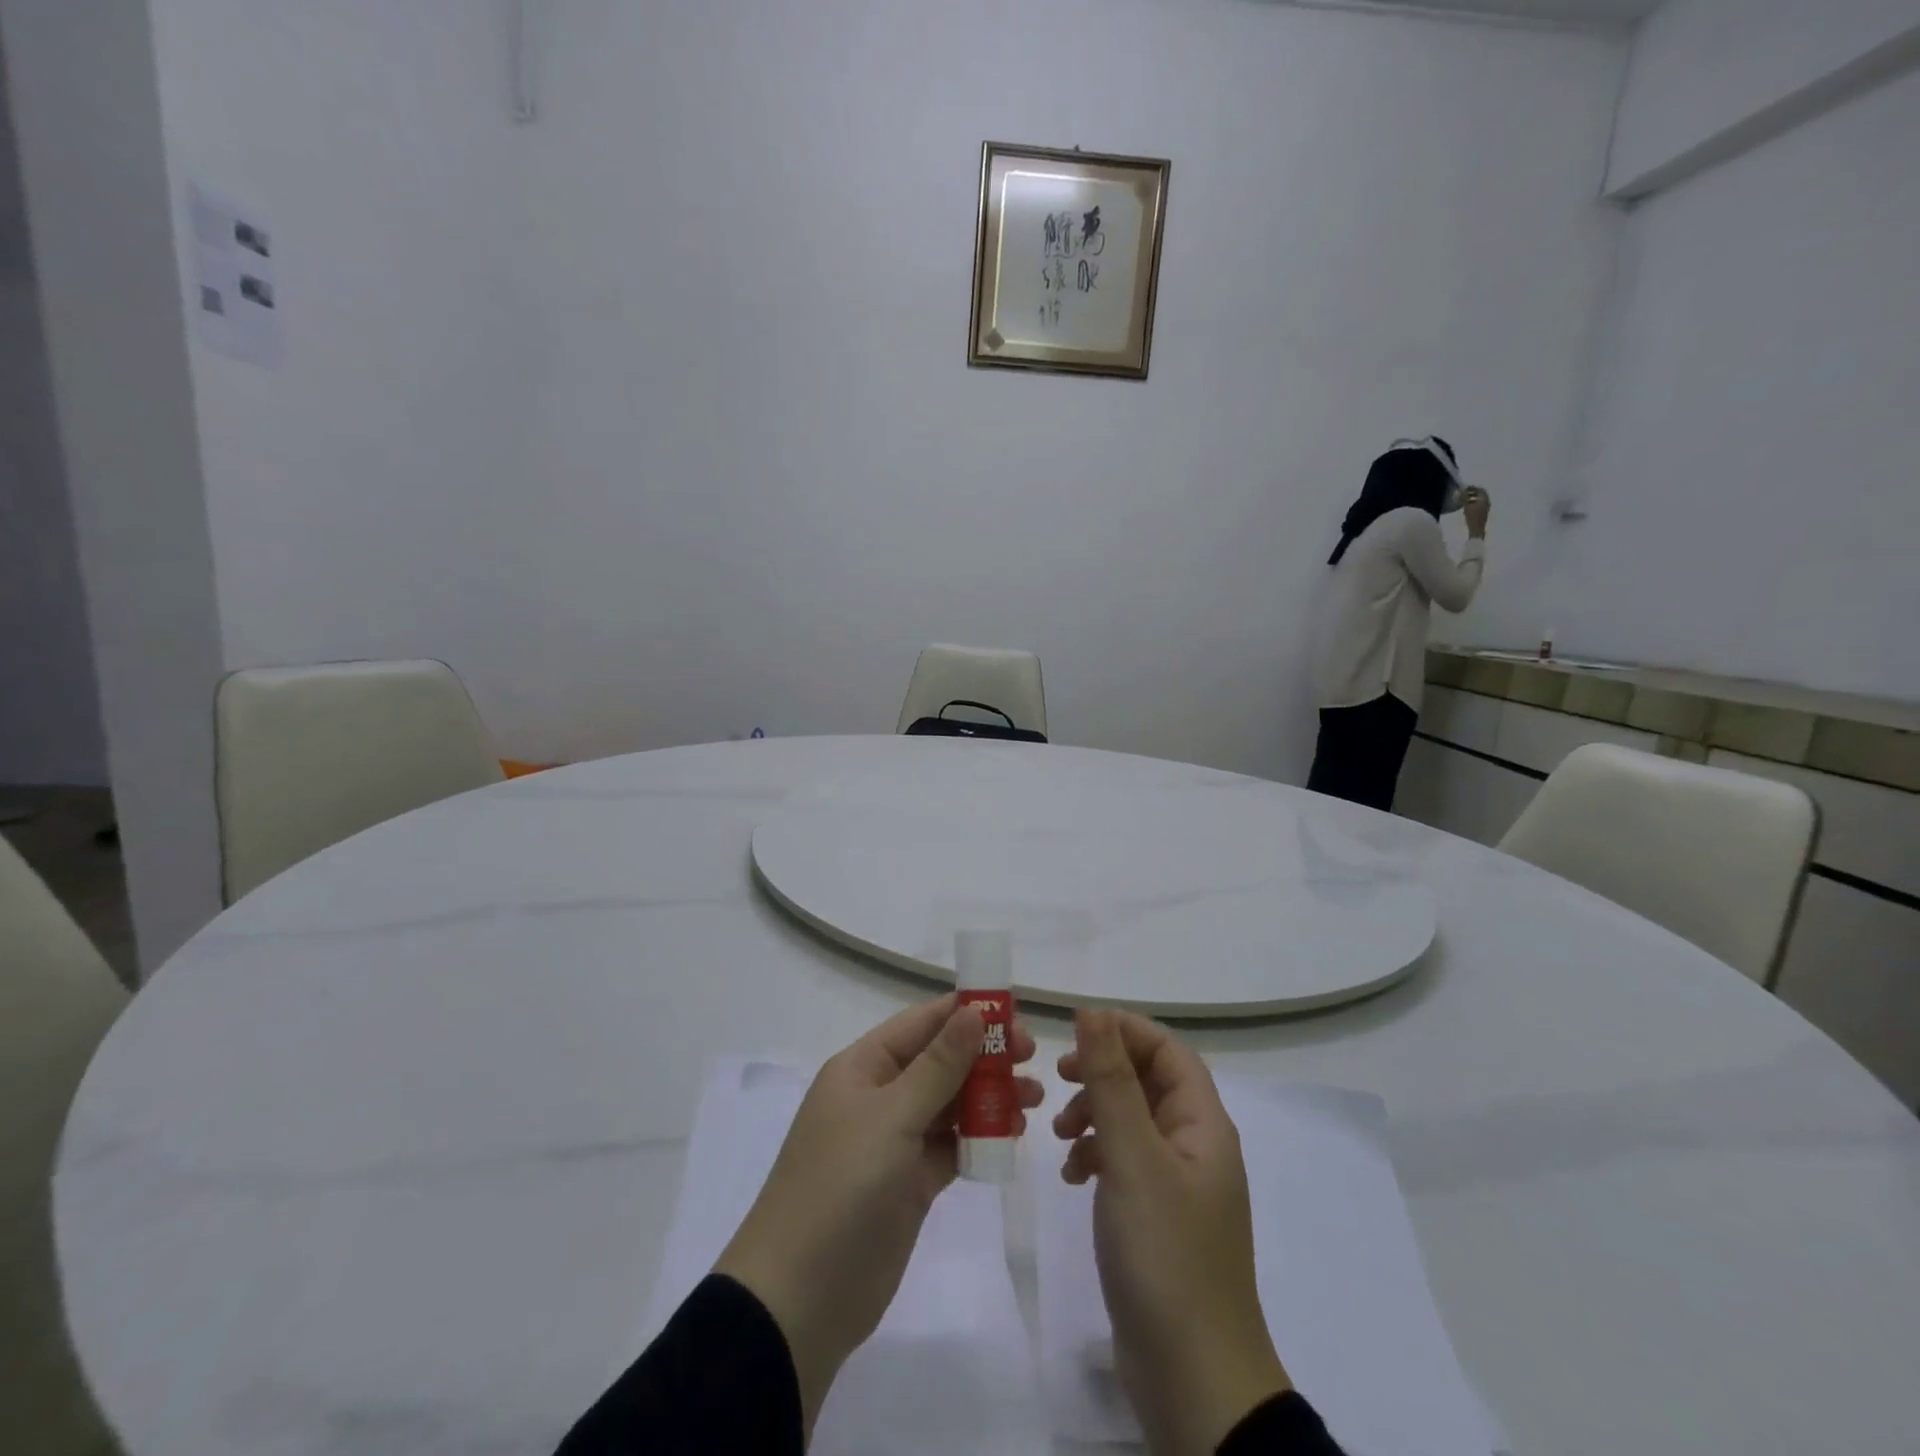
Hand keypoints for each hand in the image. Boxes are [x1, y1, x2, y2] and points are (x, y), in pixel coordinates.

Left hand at [714, 996, 1042, 1430]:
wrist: (801, 1298)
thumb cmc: (841, 1186)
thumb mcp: (891, 1117)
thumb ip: (938, 1066)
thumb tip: (973, 1012)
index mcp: (863, 1067)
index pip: (921, 1024)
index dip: (966, 1014)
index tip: (1015, 1014)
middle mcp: (880, 1096)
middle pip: (940, 1061)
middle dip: (985, 1056)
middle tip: (1032, 1058)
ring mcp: (895, 1141)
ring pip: (950, 1103)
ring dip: (990, 1096)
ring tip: (1032, 1099)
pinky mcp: (911, 1182)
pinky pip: (952, 1146)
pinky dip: (981, 1137)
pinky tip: (1012, 1135)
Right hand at [1054, 1009, 1289, 1455]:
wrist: (1193, 1380)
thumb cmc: (1165, 1254)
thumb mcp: (1132, 1157)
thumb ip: (1111, 1081)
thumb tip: (1093, 1012)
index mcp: (1203, 1124)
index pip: (1167, 1049)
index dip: (1123, 1031)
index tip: (1072, 1034)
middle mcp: (1195, 1145)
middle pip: (1148, 1081)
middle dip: (1102, 1072)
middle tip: (1058, 1077)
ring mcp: (1177, 1185)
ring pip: (1132, 1120)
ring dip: (1094, 1113)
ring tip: (1060, 1135)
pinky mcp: (1157, 1218)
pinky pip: (1125, 1162)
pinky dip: (1096, 1155)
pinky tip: (1072, 1175)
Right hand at [1462, 486, 1490, 537]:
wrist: (1477, 529)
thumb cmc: (1472, 517)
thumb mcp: (1466, 506)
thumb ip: (1465, 498)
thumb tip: (1462, 493)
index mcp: (1484, 498)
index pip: (1480, 490)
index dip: (1473, 488)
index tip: (1465, 488)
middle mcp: (1487, 501)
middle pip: (1481, 494)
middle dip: (1474, 492)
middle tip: (1465, 492)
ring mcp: (1486, 507)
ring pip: (1480, 499)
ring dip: (1474, 498)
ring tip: (1465, 499)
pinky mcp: (1484, 512)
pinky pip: (1480, 504)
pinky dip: (1474, 502)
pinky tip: (1468, 505)